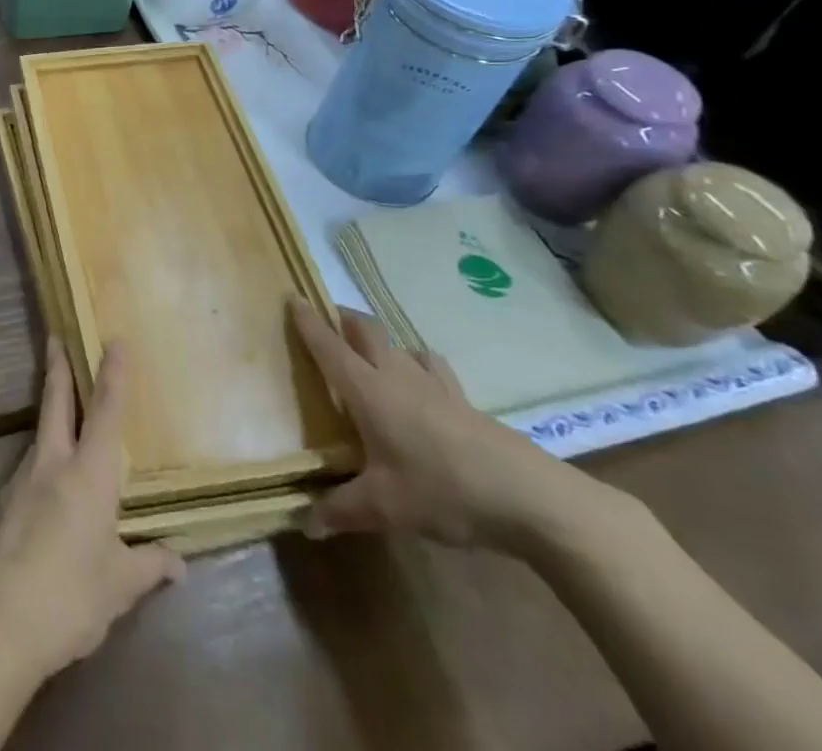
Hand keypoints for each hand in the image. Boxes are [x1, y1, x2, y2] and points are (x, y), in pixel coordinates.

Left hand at [0, 338, 185, 684]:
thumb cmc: (70, 597)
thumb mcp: (119, 587)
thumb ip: (149, 567)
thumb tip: (178, 562)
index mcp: (88, 475)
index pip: (106, 412)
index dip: (113, 374)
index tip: (114, 340)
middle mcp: (52, 464)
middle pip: (56, 402)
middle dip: (58, 367)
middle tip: (55, 337)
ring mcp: (21, 480)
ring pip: (41, 434)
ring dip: (51, 414)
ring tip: (64, 416)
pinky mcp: (2, 503)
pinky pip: (29, 469)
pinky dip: (42, 461)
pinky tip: (48, 488)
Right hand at [290, 301, 619, 555]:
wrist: (528, 496)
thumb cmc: (442, 490)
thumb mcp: (384, 508)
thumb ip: (341, 510)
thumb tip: (305, 523)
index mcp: (367, 389)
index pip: (329, 346)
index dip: (308, 322)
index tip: (293, 297)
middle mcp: (395, 374)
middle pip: (365, 330)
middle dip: (343, 318)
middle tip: (328, 319)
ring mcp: (434, 383)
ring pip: (399, 344)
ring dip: (381, 340)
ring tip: (372, 352)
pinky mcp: (464, 400)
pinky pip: (432, 367)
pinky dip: (417, 364)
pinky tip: (422, 384)